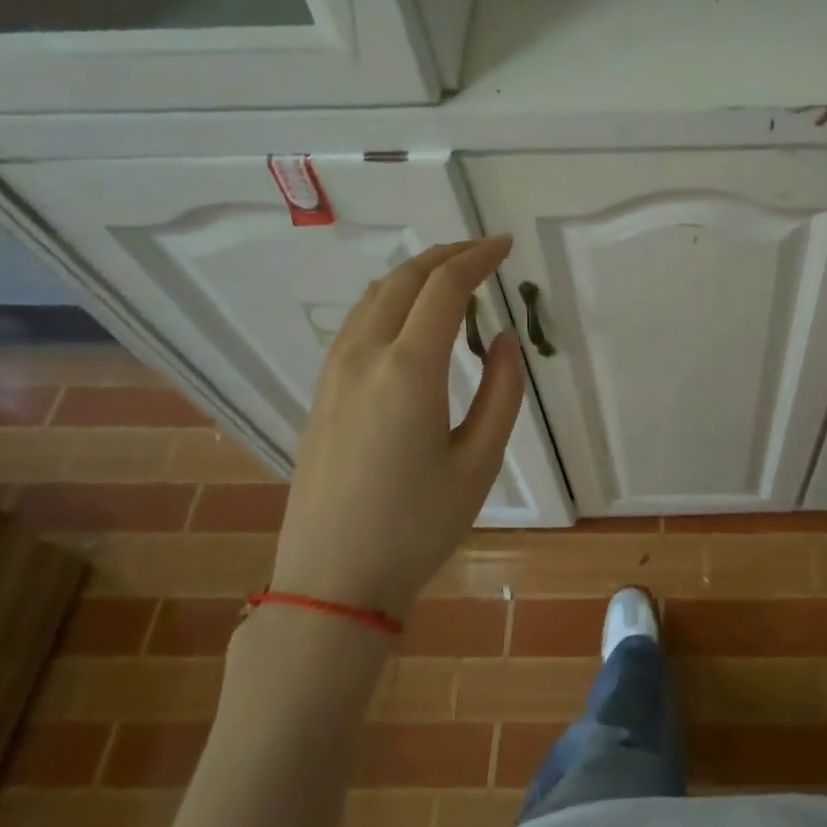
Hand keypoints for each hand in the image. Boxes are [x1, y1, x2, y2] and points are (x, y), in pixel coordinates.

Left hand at [272, 238, 522, 617]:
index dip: (477, 258)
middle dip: (446, 255)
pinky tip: (409, 319)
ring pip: (374, 297)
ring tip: (452, 278)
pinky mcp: (321, 392)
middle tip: (483, 251)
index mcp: (409, 371)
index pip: (445, 288)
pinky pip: (357, 323)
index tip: (504, 246)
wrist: (332, 579)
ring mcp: (334, 373)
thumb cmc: (418, 526)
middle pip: (404, 280)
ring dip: (415, 275)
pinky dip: (389, 301)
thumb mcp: (479, 462)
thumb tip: (502, 340)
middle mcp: (365, 357)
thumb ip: (501, 393)